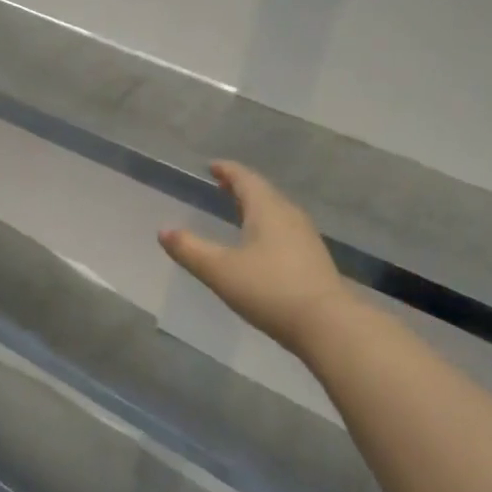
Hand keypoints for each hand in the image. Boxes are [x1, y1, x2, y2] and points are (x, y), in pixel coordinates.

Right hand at [159, 161, 351, 355]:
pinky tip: (259, 245)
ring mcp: (305, 238)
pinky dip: (266, 227)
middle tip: (222, 185)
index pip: (245, 179)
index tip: (212, 166)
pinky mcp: (313, 260)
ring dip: (255, 207)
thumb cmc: (269, 289)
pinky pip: (284, 231)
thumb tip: (163, 231)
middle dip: (241, 187)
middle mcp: (289, 216)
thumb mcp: (219, 270)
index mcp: (267, 209)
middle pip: (263, 193)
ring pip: (276, 212)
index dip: (227, 171)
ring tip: (238, 212)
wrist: (327, 325)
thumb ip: (190, 250)